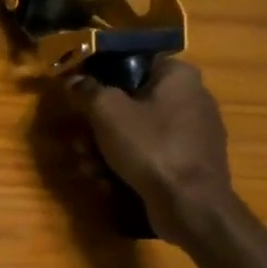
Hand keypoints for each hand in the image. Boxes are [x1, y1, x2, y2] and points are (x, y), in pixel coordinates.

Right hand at [66, 59, 231, 243]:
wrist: (190, 205)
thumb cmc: (150, 147)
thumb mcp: (108, 112)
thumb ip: (87, 90)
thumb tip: (73, 80)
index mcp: (178, 76)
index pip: (134, 62)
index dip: (101, 75)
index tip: (79, 92)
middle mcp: (191, 98)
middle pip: (131, 102)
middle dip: (98, 125)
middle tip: (78, 141)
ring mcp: (192, 134)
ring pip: (137, 132)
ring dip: (105, 149)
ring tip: (87, 166)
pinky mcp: (188, 164)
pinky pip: (150, 155)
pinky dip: (126, 166)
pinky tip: (105, 182)